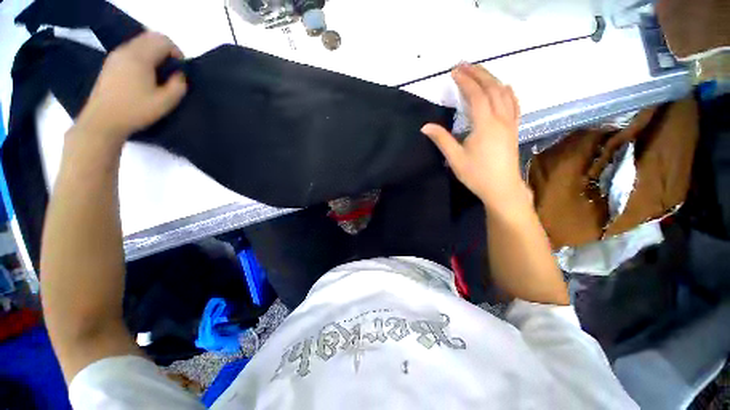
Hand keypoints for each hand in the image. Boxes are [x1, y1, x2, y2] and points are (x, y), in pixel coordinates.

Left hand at [73, 32, 186, 145]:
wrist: (102, 121)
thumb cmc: (135, 111)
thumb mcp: (165, 103)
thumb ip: (178, 86)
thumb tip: (180, 75)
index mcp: (140, 58)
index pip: (163, 41)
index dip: (176, 52)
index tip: (180, 69)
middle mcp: (126, 51)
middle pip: (150, 37)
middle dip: (165, 50)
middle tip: (171, 70)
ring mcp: (116, 56)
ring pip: (140, 43)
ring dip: (153, 53)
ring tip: (158, 74)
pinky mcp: (110, 64)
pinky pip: (130, 50)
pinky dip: (142, 57)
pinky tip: (143, 75)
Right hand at [421, 64, 526, 208]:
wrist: (502, 188)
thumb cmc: (477, 174)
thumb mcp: (455, 158)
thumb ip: (441, 140)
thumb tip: (425, 126)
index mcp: (485, 125)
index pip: (476, 95)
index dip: (465, 81)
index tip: (454, 71)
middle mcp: (500, 118)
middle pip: (492, 88)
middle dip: (478, 73)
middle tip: (464, 65)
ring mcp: (510, 122)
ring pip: (504, 93)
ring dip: (492, 79)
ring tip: (480, 71)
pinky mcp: (514, 129)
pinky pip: (514, 104)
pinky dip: (508, 92)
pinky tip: (504, 87)